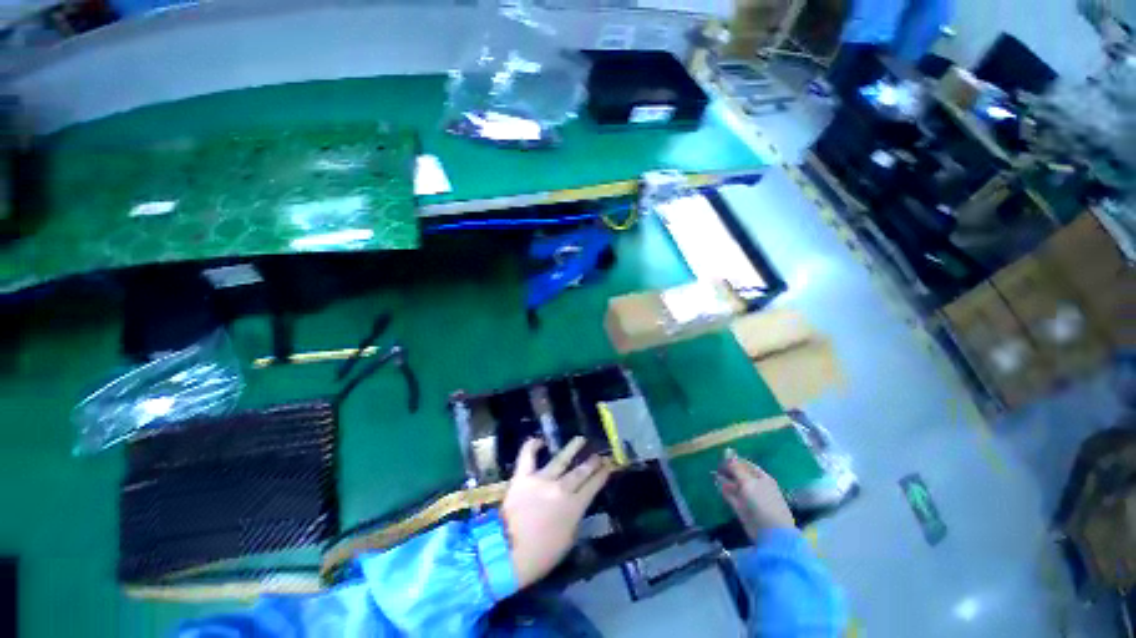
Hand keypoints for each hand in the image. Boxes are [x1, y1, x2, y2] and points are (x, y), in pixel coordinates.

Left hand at [501, 436, 612, 588]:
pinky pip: (528, 456)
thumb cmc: (541, 556)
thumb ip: (574, 519)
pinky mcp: (523, 477)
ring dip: (572, 448)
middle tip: (599, 454)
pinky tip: (539, 440)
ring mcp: (541, 479)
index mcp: (574, 506)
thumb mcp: (568, 541)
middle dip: (592, 462)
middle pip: (581, 471)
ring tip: (581, 439)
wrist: (508, 553)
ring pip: (561, 459)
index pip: (593, 486)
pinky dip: (532, 446)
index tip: (609, 465)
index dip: (602, 475)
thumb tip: (575, 506)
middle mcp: (561, 488)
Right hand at [715, 449, 794, 540]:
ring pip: (734, 486)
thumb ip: (736, 468)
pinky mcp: (742, 509)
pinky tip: (717, 485)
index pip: (746, 465)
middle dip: (728, 470)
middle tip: (715, 465)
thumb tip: (728, 451)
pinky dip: (724, 491)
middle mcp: (756, 486)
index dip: (734, 460)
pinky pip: (731, 496)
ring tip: (712, 473)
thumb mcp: (749, 482)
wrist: (771, 534)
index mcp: (762, 478)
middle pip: (739, 475)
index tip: (721, 457)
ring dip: (724, 480)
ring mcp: (749, 498)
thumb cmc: (763, 503)